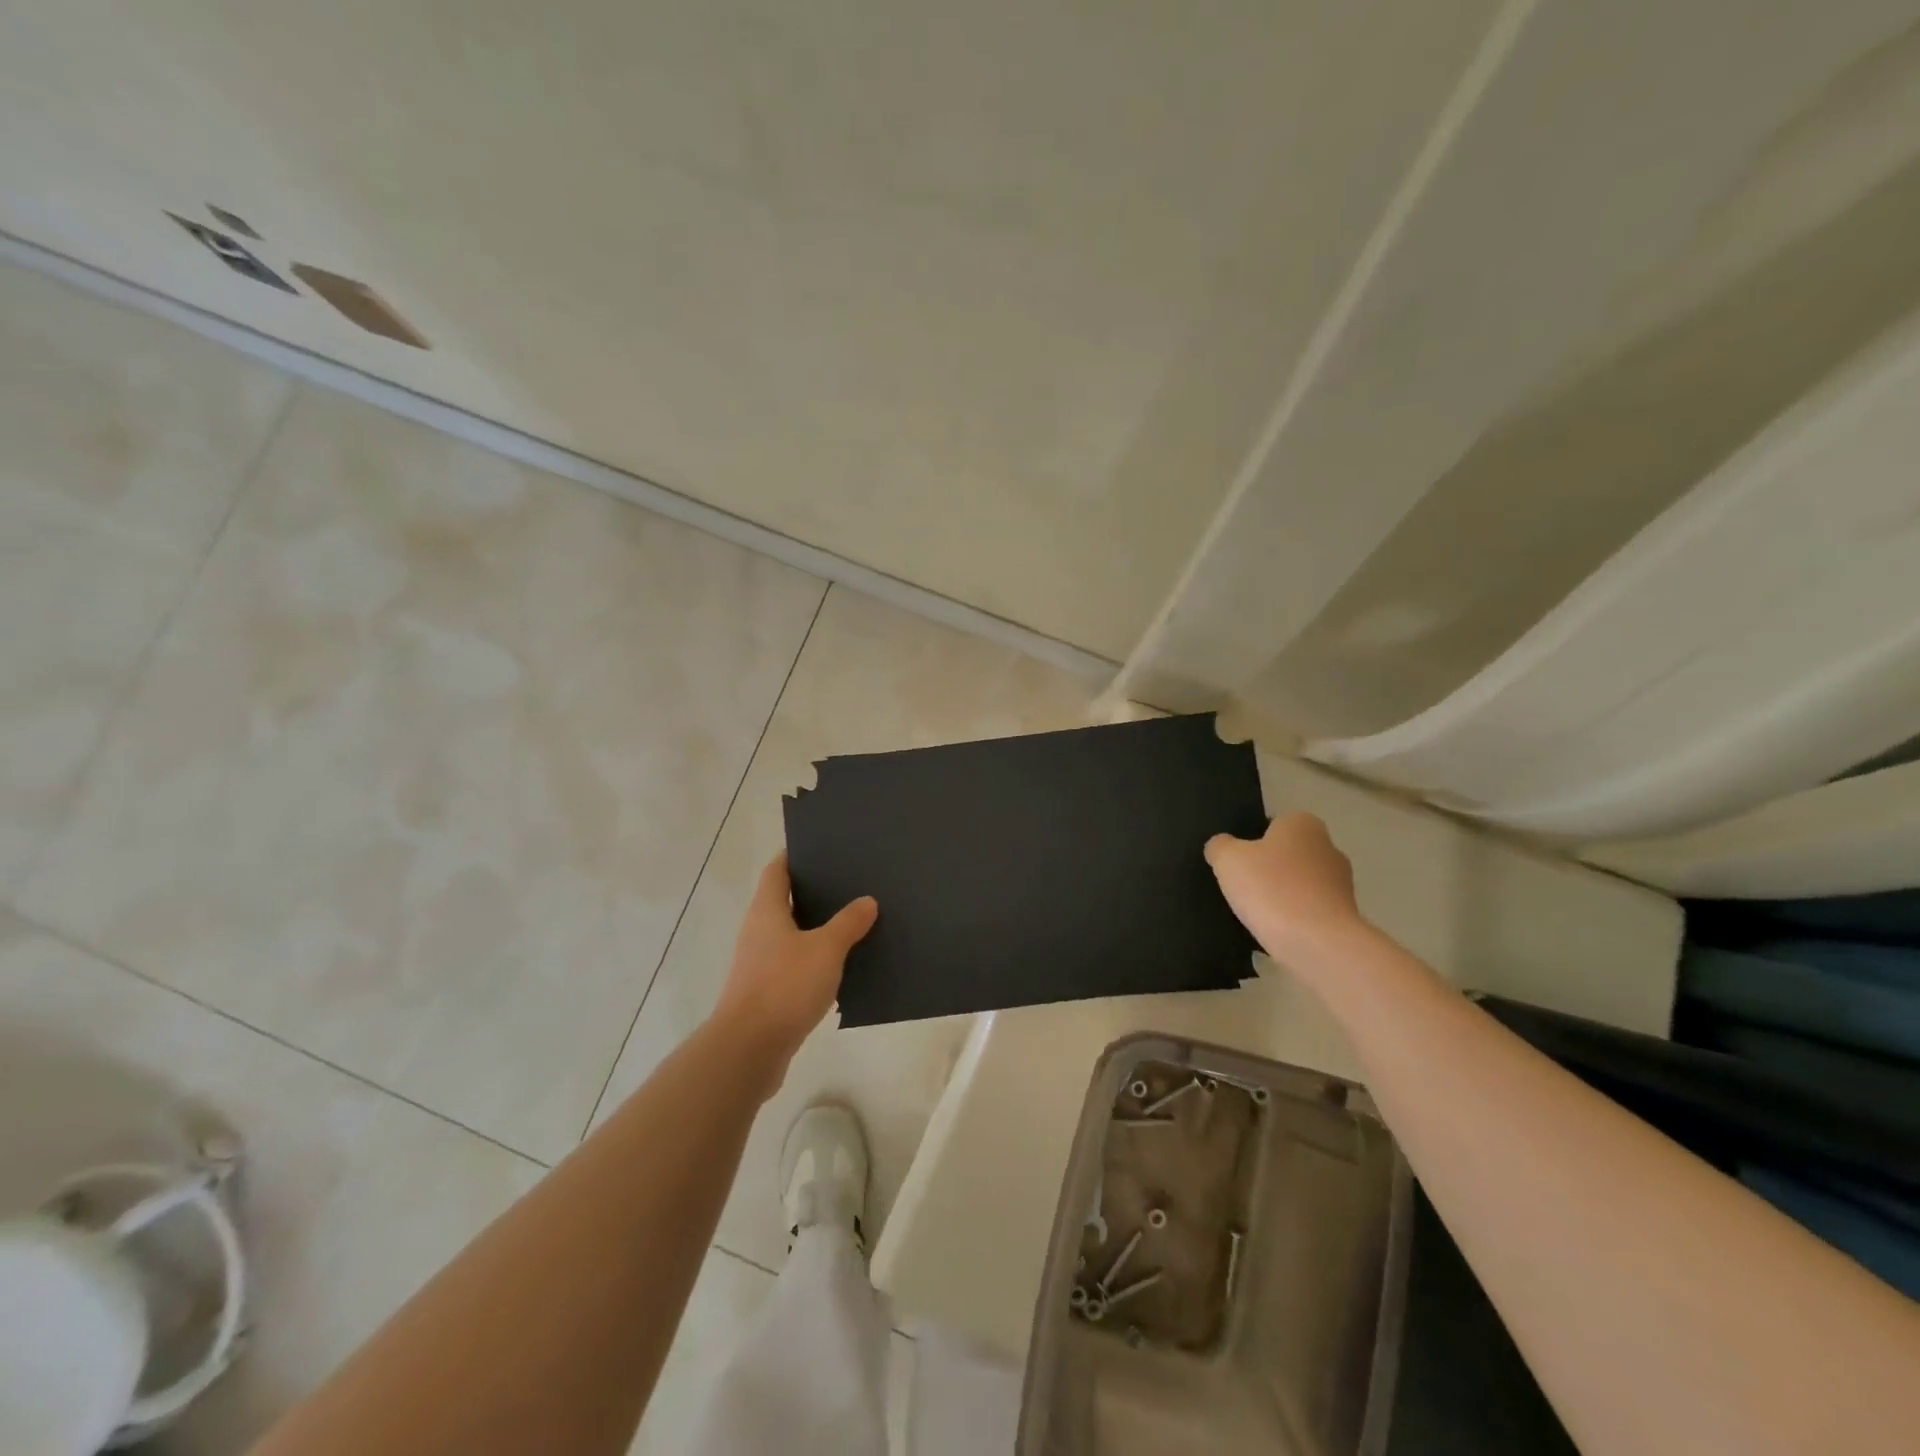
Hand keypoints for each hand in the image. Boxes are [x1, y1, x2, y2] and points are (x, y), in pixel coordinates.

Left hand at [710, 854, 877, 1094]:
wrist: (749, 1049)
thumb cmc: (785, 986)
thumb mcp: (826, 949)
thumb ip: (848, 923)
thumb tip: (867, 901)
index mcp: (767, 911)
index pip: (777, 870)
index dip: (795, 855)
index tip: (822, 847)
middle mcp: (758, 931)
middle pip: (784, 900)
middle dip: (813, 891)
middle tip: (849, 882)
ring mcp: (760, 963)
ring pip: (791, 934)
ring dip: (816, 928)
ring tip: (853, 920)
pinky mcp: (766, 992)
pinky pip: (794, 964)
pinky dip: (814, 959)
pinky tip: (841, 965)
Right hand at [1205, 812, 1362, 959]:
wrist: (1317, 943)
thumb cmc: (1270, 888)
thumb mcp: (1227, 859)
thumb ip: (1219, 846)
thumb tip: (1222, 847)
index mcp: (1303, 824)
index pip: (1272, 824)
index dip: (1251, 842)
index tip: (1237, 863)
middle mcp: (1329, 847)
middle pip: (1287, 855)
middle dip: (1268, 869)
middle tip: (1243, 888)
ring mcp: (1342, 883)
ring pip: (1300, 884)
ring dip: (1282, 896)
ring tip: (1258, 915)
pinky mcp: (1346, 916)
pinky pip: (1310, 911)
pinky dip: (1295, 919)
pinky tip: (1277, 932)